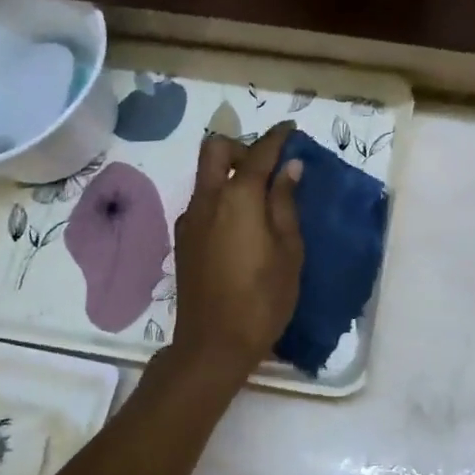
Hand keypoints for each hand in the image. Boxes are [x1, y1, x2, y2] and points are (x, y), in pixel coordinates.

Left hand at [171, 121, 304, 378]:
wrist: (213, 344)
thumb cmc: (263, 298)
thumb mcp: (289, 250)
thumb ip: (286, 203)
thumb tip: (290, 167)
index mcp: (237, 197)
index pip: (258, 153)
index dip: (277, 138)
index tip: (291, 130)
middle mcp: (207, 199)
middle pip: (215, 150)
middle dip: (242, 147)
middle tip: (268, 167)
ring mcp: (189, 219)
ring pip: (205, 176)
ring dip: (230, 173)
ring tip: (260, 199)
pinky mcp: (183, 240)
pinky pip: (202, 201)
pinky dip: (221, 197)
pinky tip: (241, 226)